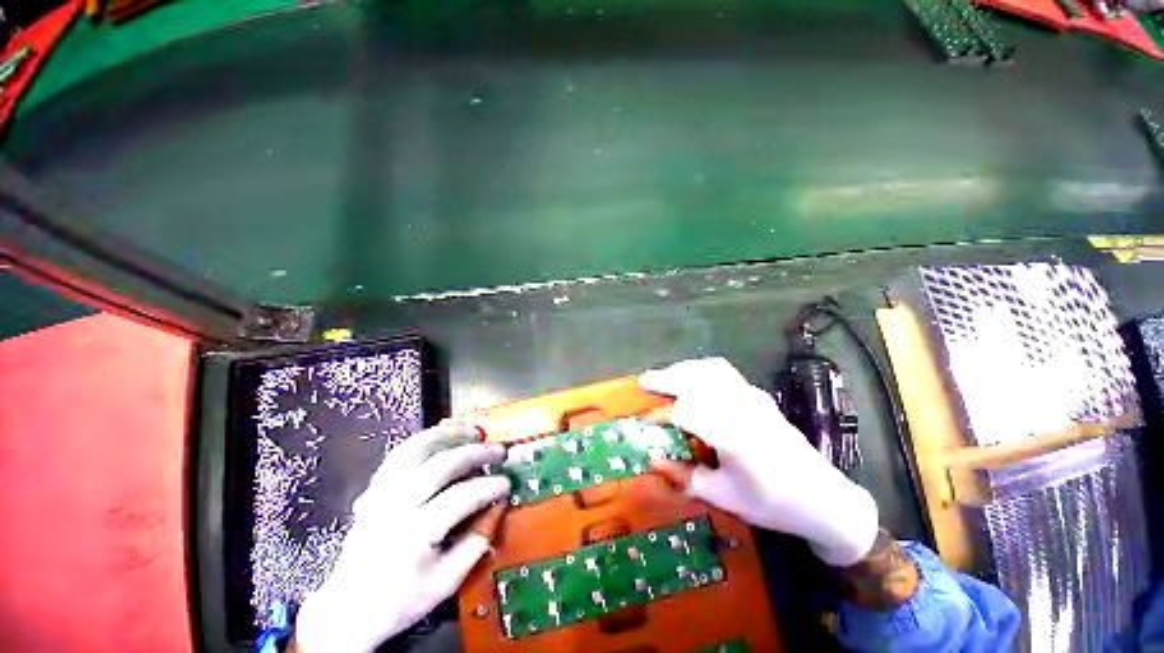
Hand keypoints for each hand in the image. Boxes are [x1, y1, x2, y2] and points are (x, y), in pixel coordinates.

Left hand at [294, 425, 510, 652]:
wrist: (348, 608)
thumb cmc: (400, 600)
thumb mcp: (445, 583)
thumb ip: (476, 543)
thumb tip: (498, 507)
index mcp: (414, 534)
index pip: (460, 498)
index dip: (489, 487)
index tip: (507, 483)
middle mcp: (395, 506)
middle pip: (441, 465)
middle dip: (475, 453)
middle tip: (498, 451)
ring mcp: (381, 494)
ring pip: (416, 450)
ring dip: (449, 435)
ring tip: (473, 430)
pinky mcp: (374, 489)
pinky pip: (399, 453)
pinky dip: (424, 439)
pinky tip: (442, 436)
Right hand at [641, 358, 878, 566]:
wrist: (824, 499)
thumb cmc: (772, 504)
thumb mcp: (724, 497)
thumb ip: (684, 476)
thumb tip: (653, 460)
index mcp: (734, 436)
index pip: (686, 413)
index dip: (660, 417)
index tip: (645, 425)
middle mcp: (742, 408)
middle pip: (697, 380)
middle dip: (666, 378)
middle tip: (644, 382)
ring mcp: (753, 397)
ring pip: (710, 369)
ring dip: (683, 370)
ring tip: (665, 377)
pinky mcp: (758, 395)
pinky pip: (724, 372)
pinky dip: (701, 370)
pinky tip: (692, 379)